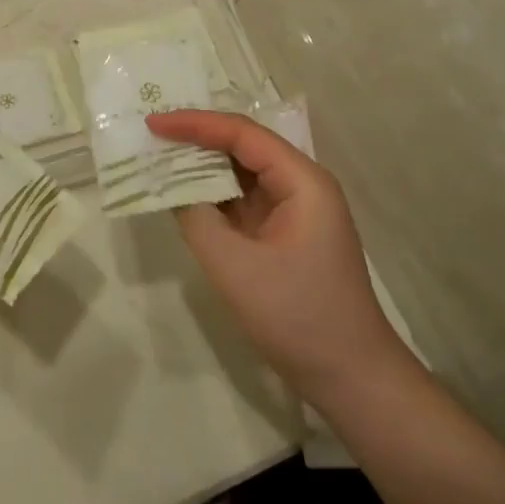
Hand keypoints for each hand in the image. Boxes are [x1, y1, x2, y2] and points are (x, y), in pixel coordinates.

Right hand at [148, 110, 408, 403]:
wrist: (353, 380)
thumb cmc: (299, 318)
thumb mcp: (235, 266)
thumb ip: (196, 217)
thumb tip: (169, 185)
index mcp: (302, 182)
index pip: (242, 134)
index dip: (194, 124)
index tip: (153, 123)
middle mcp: (301, 185)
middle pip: (243, 146)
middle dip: (196, 137)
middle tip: (150, 132)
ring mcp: (294, 210)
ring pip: (241, 171)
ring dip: (201, 164)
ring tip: (158, 154)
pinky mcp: (283, 232)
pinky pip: (242, 198)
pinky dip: (211, 192)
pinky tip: (181, 191)